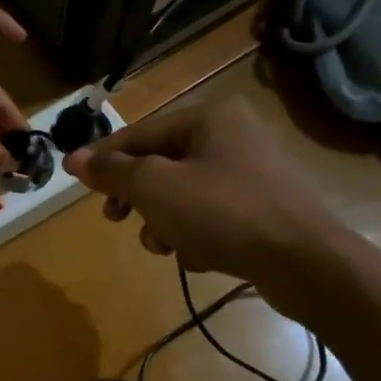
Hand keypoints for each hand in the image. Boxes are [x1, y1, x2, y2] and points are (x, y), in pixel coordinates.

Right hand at [64, 96, 355, 321]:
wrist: (306, 262)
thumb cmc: (223, 214)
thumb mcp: (155, 189)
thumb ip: (112, 171)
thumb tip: (74, 158)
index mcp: (209, 117)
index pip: (139, 134)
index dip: (104, 160)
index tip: (75, 184)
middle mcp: (233, 135)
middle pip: (160, 165)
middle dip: (138, 198)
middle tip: (119, 220)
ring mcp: (253, 172)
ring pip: (183, 193)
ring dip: (165, 222)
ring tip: (168, 246)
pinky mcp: (264, 207)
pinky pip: (211, 214)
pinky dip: (197, 234)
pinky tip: (201, 256)